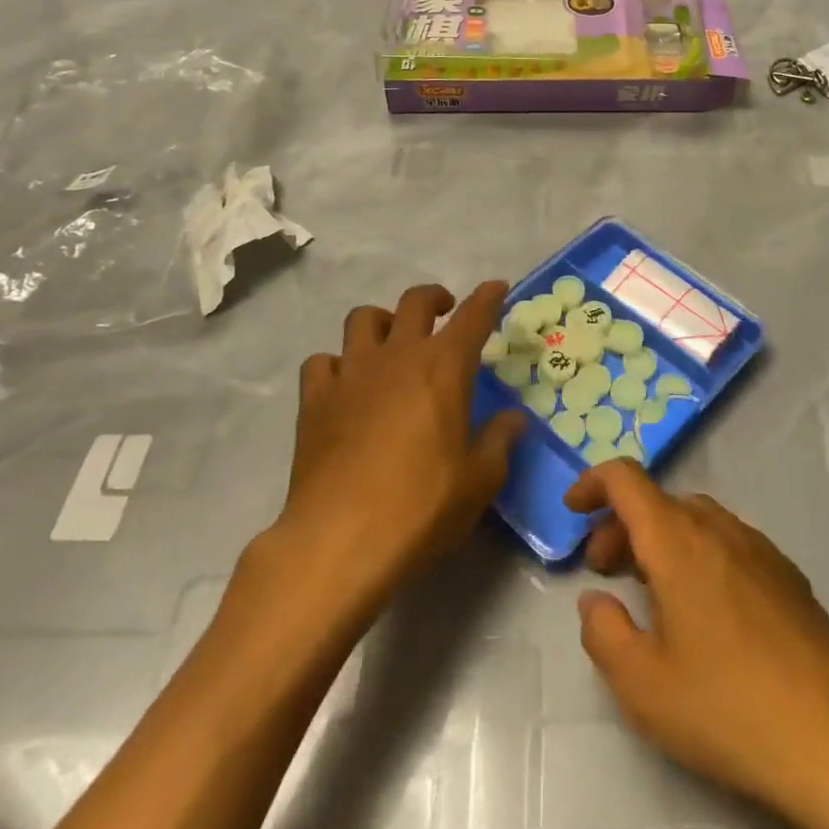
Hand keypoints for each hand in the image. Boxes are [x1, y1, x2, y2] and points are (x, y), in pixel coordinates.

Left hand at [278, 281, 526, 588]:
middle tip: (445, 312)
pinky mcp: (314, 399)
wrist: (340, 540)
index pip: (473, 316)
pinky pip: (322, 362)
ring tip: (392, 343)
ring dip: (383, 322)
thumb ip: (499, 441)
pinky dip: (337, 364)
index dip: (488, 297)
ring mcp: (351, 373)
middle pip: (414, 302)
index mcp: (444, 367)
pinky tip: (345, 386)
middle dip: (434, 298)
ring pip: (363, 318)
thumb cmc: (422, 507)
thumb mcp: (479, 480)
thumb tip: (514, 418)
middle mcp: (397, 356)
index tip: (497, 287)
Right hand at [565, 463, 828, 828]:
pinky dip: (701, 554)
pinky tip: (708, 610)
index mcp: (678, 541)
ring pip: (697, 520)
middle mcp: (719, 529)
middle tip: (606, 571)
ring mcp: (760, 548)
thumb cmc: (727, 708)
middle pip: (660, 502)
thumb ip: (604, 632)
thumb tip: (596, 600)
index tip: (574, 509)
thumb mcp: (643, 685)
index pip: (627, 479)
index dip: (594, 482)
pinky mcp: (788, 575)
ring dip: (663, 539)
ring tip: (653, 591)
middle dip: (623, 525)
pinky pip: (730, 543)